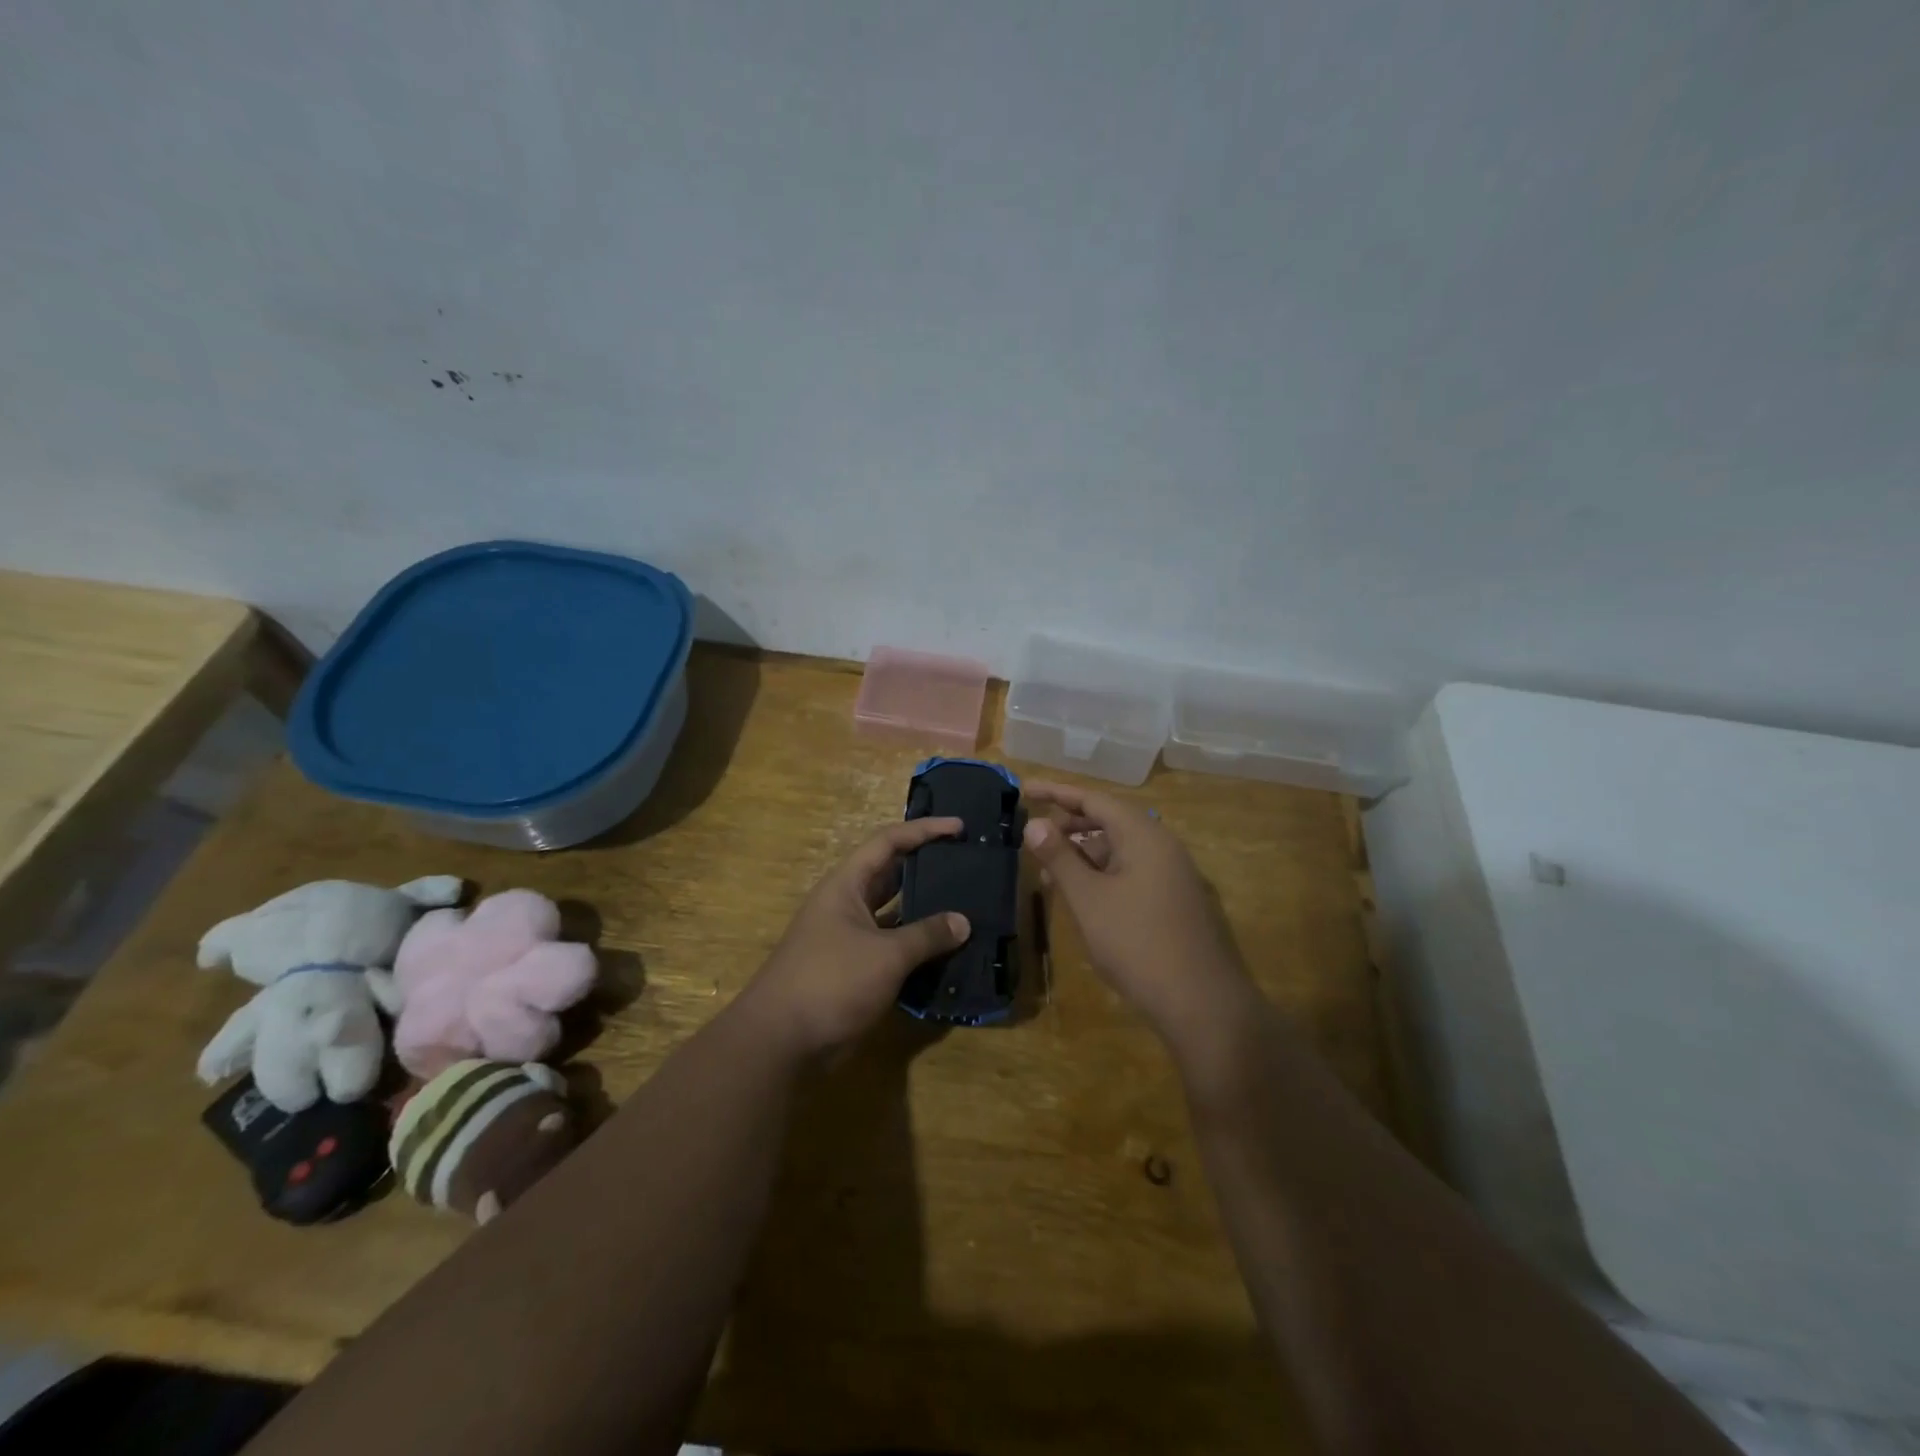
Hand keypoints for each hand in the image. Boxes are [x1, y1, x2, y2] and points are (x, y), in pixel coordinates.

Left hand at [740, 817, 971, 1057]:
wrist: (780, 1042)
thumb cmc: (831, 982)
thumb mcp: (886, 955)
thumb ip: (926, 935)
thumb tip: (963, 922)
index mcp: (846, 885)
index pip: (888, 842)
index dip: (924, 830)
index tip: (960, 828)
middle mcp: (846, 905)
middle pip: (891, 875)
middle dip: (927, 867)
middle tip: (967, 864)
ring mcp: (849, 939)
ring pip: (894, 914)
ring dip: (925, 911)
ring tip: (966, 904)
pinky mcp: (854, 971)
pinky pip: (892, 947)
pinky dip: (917, 947)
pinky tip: (947, 951)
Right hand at [1023, 781, 1257, 1055]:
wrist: (1203, 1004)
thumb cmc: (1138, 944)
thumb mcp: (1089, 900)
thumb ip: (1060, 857)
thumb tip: (1034, 823)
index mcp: (1144, 835)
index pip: (1094, 799)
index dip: (1057, 792)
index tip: (1024, 788)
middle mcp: (1162, 846)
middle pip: (1109, 820)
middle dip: (1069, 824)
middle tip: (1034, 834)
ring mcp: (1173, 874)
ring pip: (1120, 848)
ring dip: (1084, 853)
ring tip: (1050, 871)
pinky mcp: (1175, 900)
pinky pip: (1132, 871)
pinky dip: (1102, 873)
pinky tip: (1083, 896)